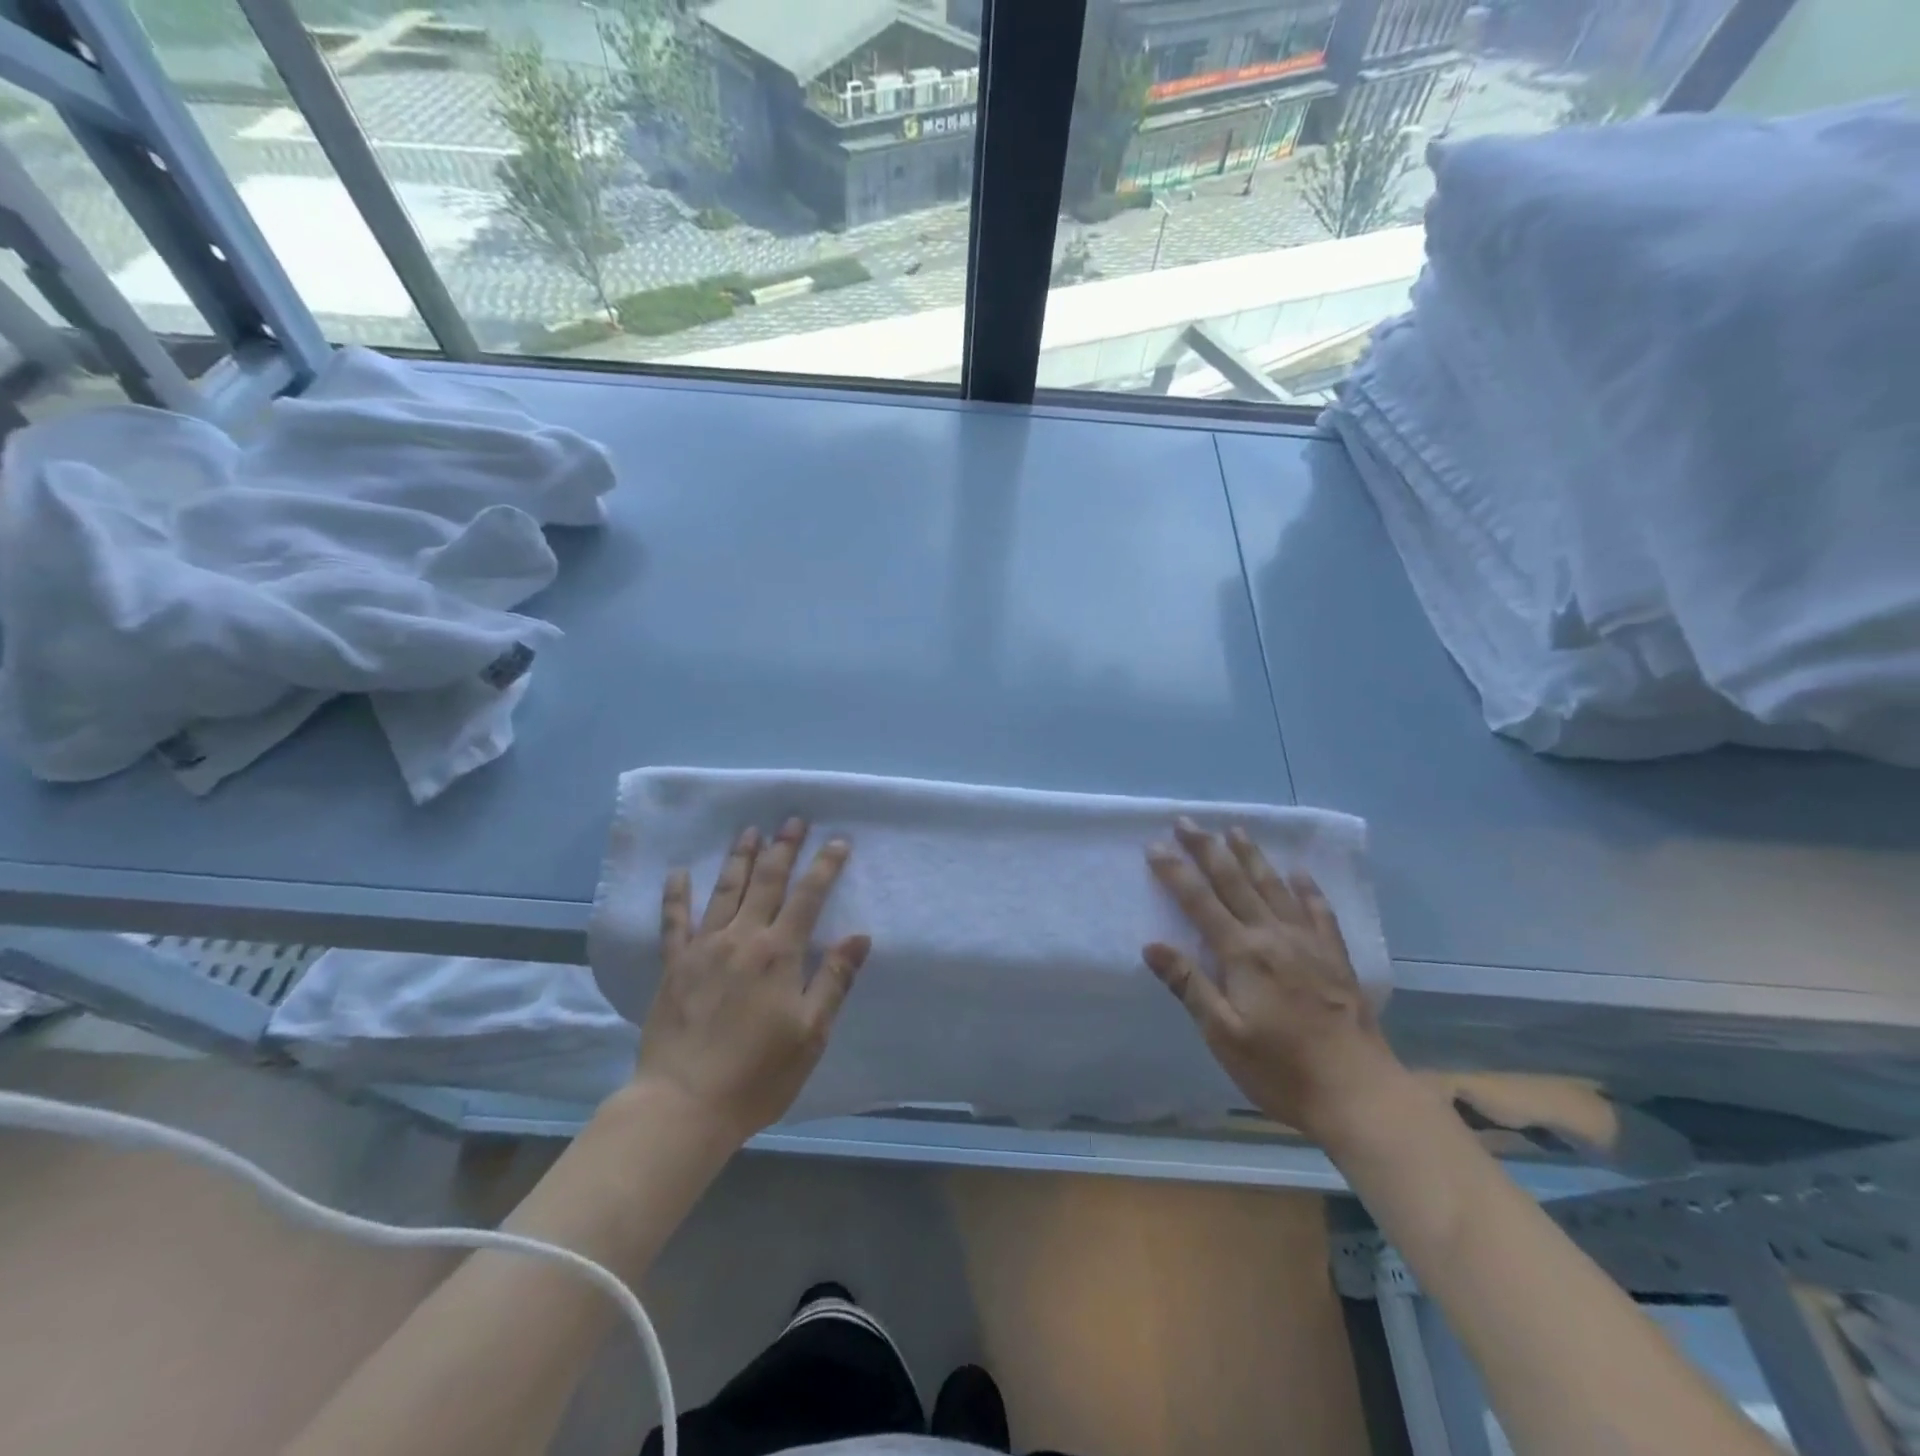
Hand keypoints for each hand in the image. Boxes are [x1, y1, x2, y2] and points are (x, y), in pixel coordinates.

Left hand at [637, 818, 870, 1142]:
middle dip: (783, 849)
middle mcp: (742, 938)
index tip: (838, 841)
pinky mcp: (673, 966)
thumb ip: (834, 979)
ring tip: (750, 831)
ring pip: (725, 891)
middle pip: (767, 882)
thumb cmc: (758, 1074)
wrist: (684, 1105)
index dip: (825, 866)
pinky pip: (674, 921)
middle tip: (792, 820)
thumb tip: (859, 935)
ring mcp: (703, 948)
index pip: (809, 897)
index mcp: (779, 953)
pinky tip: (677, 872)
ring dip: (740, 858)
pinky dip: (676, 894)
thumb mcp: (811, 1033)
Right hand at [1144, 819, 1396, 1140]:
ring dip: (1252, 856)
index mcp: (1243, 954)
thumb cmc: (1281, 1069)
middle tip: (1187, 821)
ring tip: (1235, 830)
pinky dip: (1308, 888)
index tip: (1155, 845)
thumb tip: (1152, 945)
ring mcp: (1309, 943)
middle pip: (1235, 882)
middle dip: (1208, 849)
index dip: (1175, 872)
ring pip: (1275, 887)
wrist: (1360, 1094)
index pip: (1200, 902)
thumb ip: (1190, 986)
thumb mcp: (1223, 1035)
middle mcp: (1274, 936)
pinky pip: (1319, 911)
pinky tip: (1300, 873)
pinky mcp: (1336, 958)